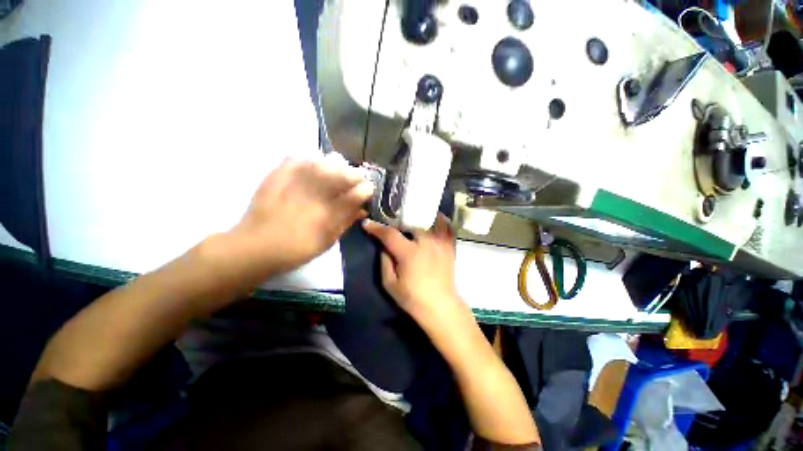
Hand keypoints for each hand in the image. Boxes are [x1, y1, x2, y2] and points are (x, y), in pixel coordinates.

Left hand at [228, 154, 373, 275]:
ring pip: (324, 161)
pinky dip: (309, 160)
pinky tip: (312, 167)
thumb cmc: (298, 248)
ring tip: (335, 172)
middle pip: (344, 172)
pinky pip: (299, 158)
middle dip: (354, 174)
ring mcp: (296, 181)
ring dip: (335, 165)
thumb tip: (362, 208)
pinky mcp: (278, 175)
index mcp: (330, 212)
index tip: (368, 189)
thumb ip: (347, 221)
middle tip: (354, 180)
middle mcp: (316, 193)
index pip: (357, 193)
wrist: (256, 246)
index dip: (366, 188)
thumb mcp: (328, 241)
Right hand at [362, 214, 463, 323]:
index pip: (389, 234)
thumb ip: (384, 261)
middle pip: (410, 224)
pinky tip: (435, 219)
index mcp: (409, 253)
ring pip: (429, 221)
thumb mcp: (390, 284)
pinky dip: (441, 221)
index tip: (367, 223)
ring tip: (412, 219)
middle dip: (399, 223)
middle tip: (393, 226)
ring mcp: (440, 243)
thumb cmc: (412, 298)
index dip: (376, 228)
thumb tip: (384, 246)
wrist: (440, 306)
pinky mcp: (450, 247)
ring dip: (419, 219)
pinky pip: (447, 228)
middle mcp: (426, 243)